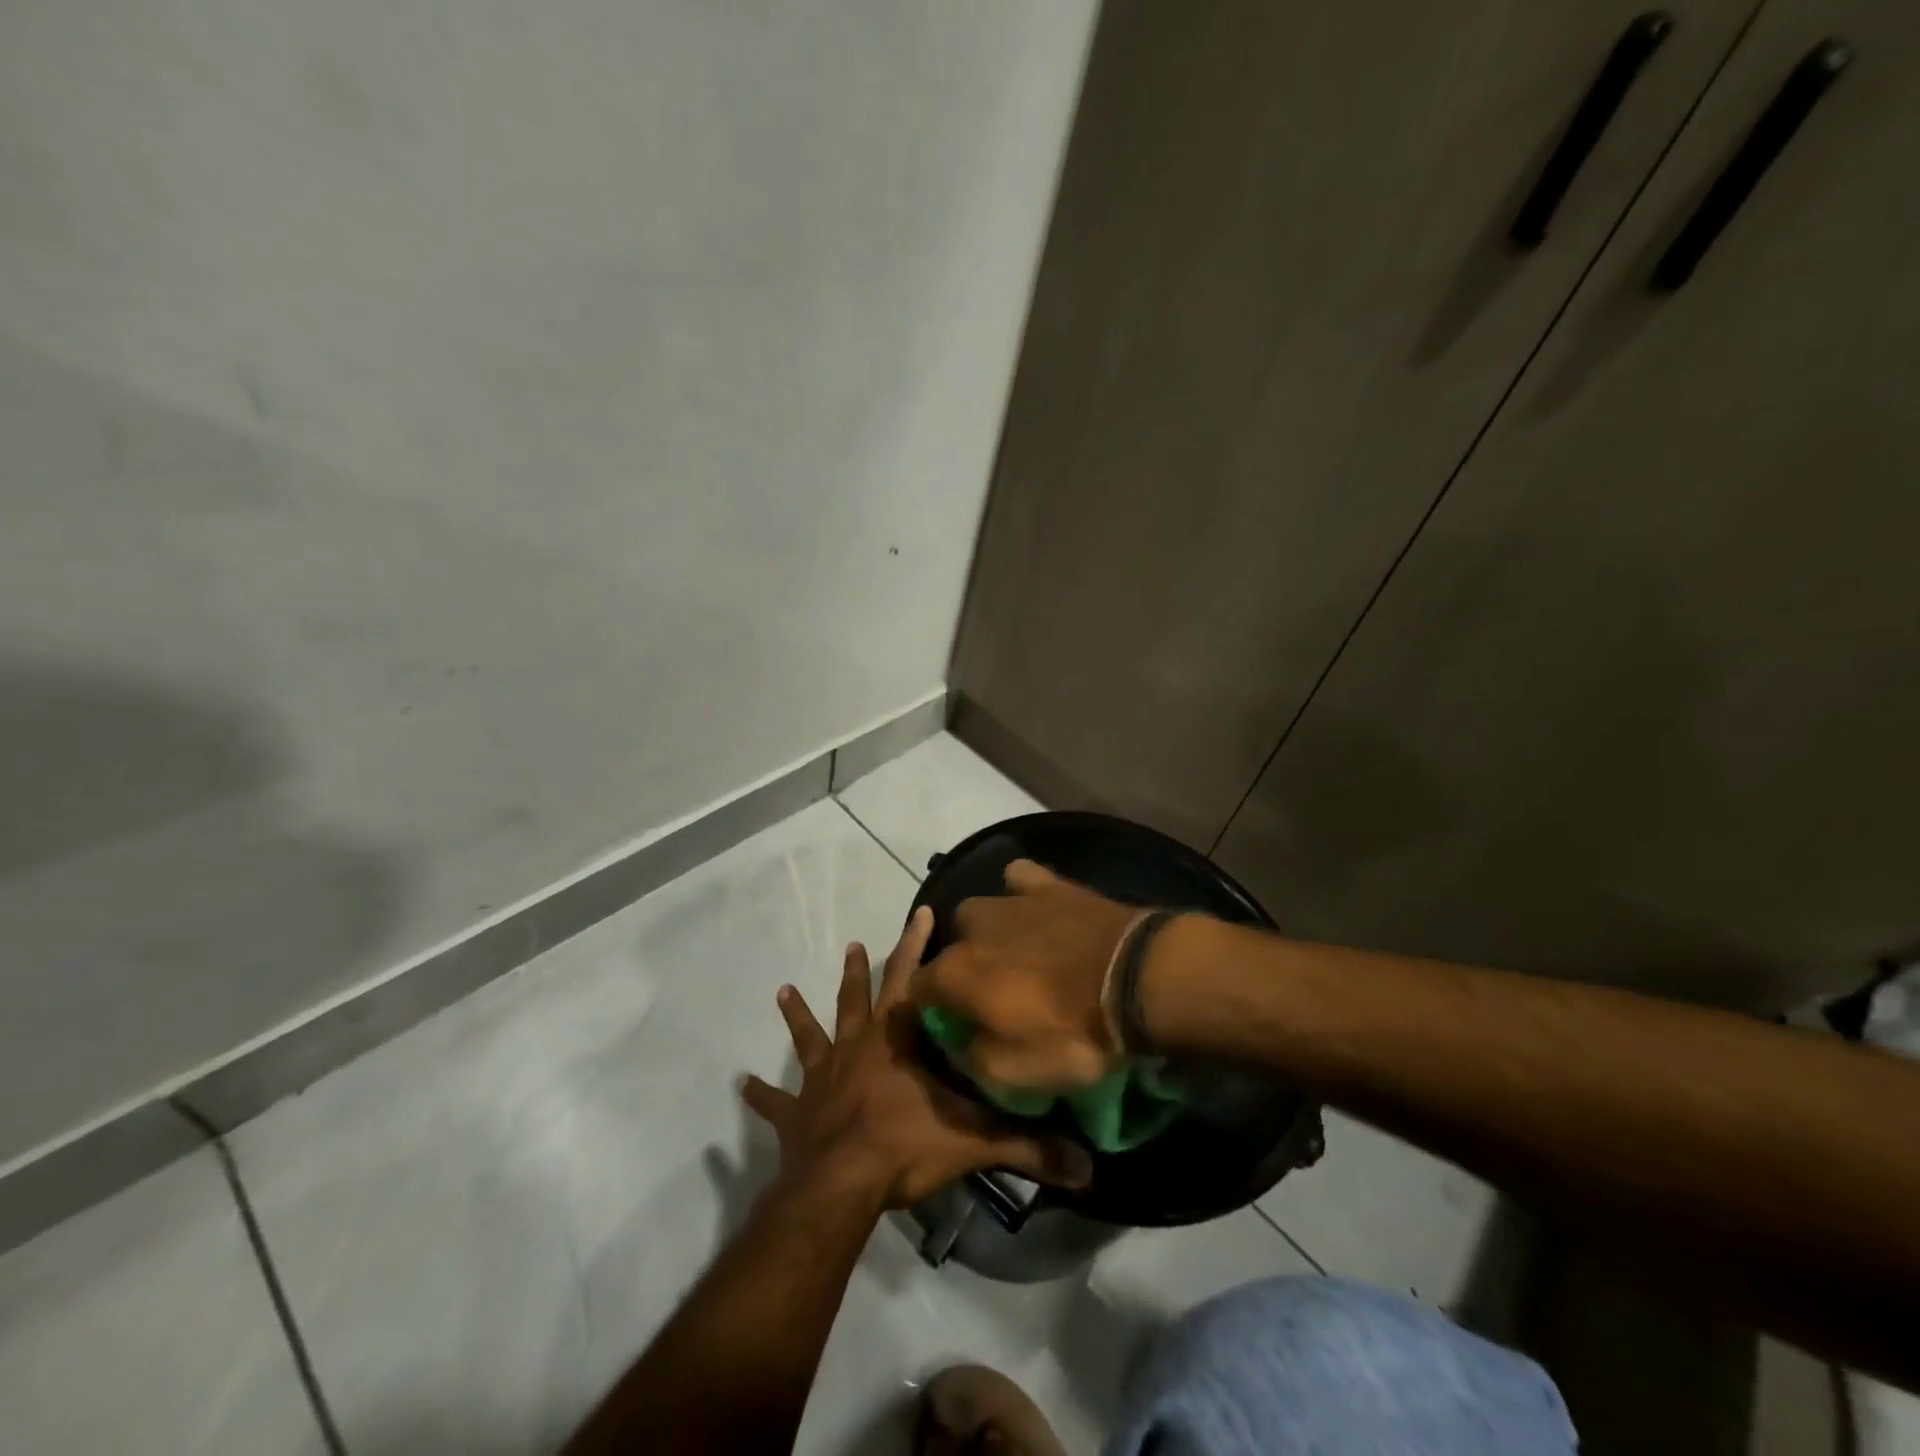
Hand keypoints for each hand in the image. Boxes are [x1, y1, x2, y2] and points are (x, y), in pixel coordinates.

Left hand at [742, 904, 1092, 1210]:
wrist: (839, 1184)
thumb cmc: (904, 1146)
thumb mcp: (973, 1141)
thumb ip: (1029, 1147)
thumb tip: (1089, 1165)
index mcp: (896, 1041)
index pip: (913, 980)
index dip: (918, 945)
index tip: (922, 913)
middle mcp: (857, 1048)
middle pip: (859, 998)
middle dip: (862, 969)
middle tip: (854, 943)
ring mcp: (822, 1078)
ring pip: (811, 1035)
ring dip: (799, 1014)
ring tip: (783, 989)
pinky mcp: (797, 1114)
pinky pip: (776, 1102)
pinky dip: (761, 1095)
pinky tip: (741, 1085)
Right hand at [909, 860, 1141, 1091]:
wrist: (1135, 979)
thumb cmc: (1072, 1033)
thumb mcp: (1015, 1074)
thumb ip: (972, 1058)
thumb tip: (959, 1043)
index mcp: (954, 973)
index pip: (918, 988)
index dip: (932, 1009)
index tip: (955, 1026)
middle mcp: (971, 928)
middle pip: (952, 946)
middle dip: (964, 967)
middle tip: (997, 994)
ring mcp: (1010, 900)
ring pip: (981, 910)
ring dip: (991, 931)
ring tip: (1020, 953)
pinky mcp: (1048, 884)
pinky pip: (1019, 877)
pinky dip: (1020, 892)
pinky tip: (1036, 907)